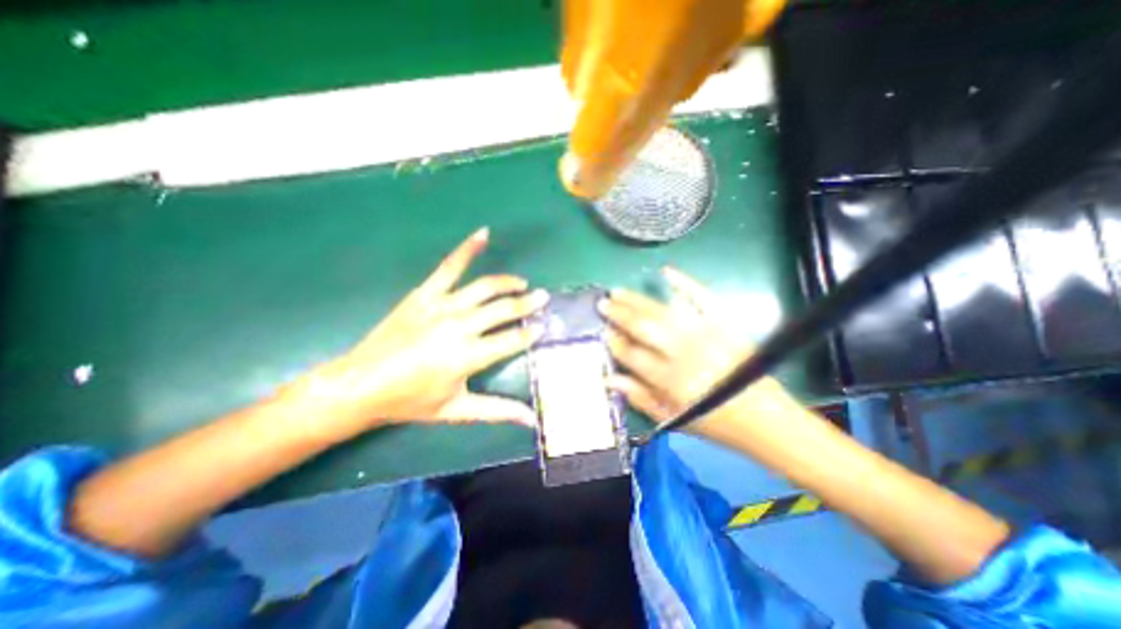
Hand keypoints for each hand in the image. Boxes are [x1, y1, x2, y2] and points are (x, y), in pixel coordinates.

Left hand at [294, 225, 546, 437]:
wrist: (359, 384)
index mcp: (469, 356)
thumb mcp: (457, 410)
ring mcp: (442, 306)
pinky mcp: (425, 294)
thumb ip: (497, 411)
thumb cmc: (410, 401)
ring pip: (485, 287)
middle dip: (528, 303)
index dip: (532, 332)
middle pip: (504, 309)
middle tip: (544, 298)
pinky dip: (467, 249)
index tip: (545, 325)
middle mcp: (460, 326)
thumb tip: (531, 419)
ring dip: (508, 282)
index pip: (513, 339)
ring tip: (522, 283)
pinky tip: (483, 234)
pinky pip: (450, 267)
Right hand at [600, 269, 790, 434]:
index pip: (633, 354)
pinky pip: (702, 297)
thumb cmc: (715, 422)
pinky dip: (684, 283)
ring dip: (638, 300)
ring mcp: (706, 334)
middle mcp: (686, 353)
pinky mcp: (724, 323)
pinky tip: (666, 272)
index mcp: (672, 380)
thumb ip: (639, 397)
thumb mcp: (673, 420)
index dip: (615, 342)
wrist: (766, 419)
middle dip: (620, 314)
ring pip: (663, 311)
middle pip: (644, 327)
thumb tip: (610, 378)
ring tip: (619, 291)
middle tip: (603, 304)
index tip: (603, 331)